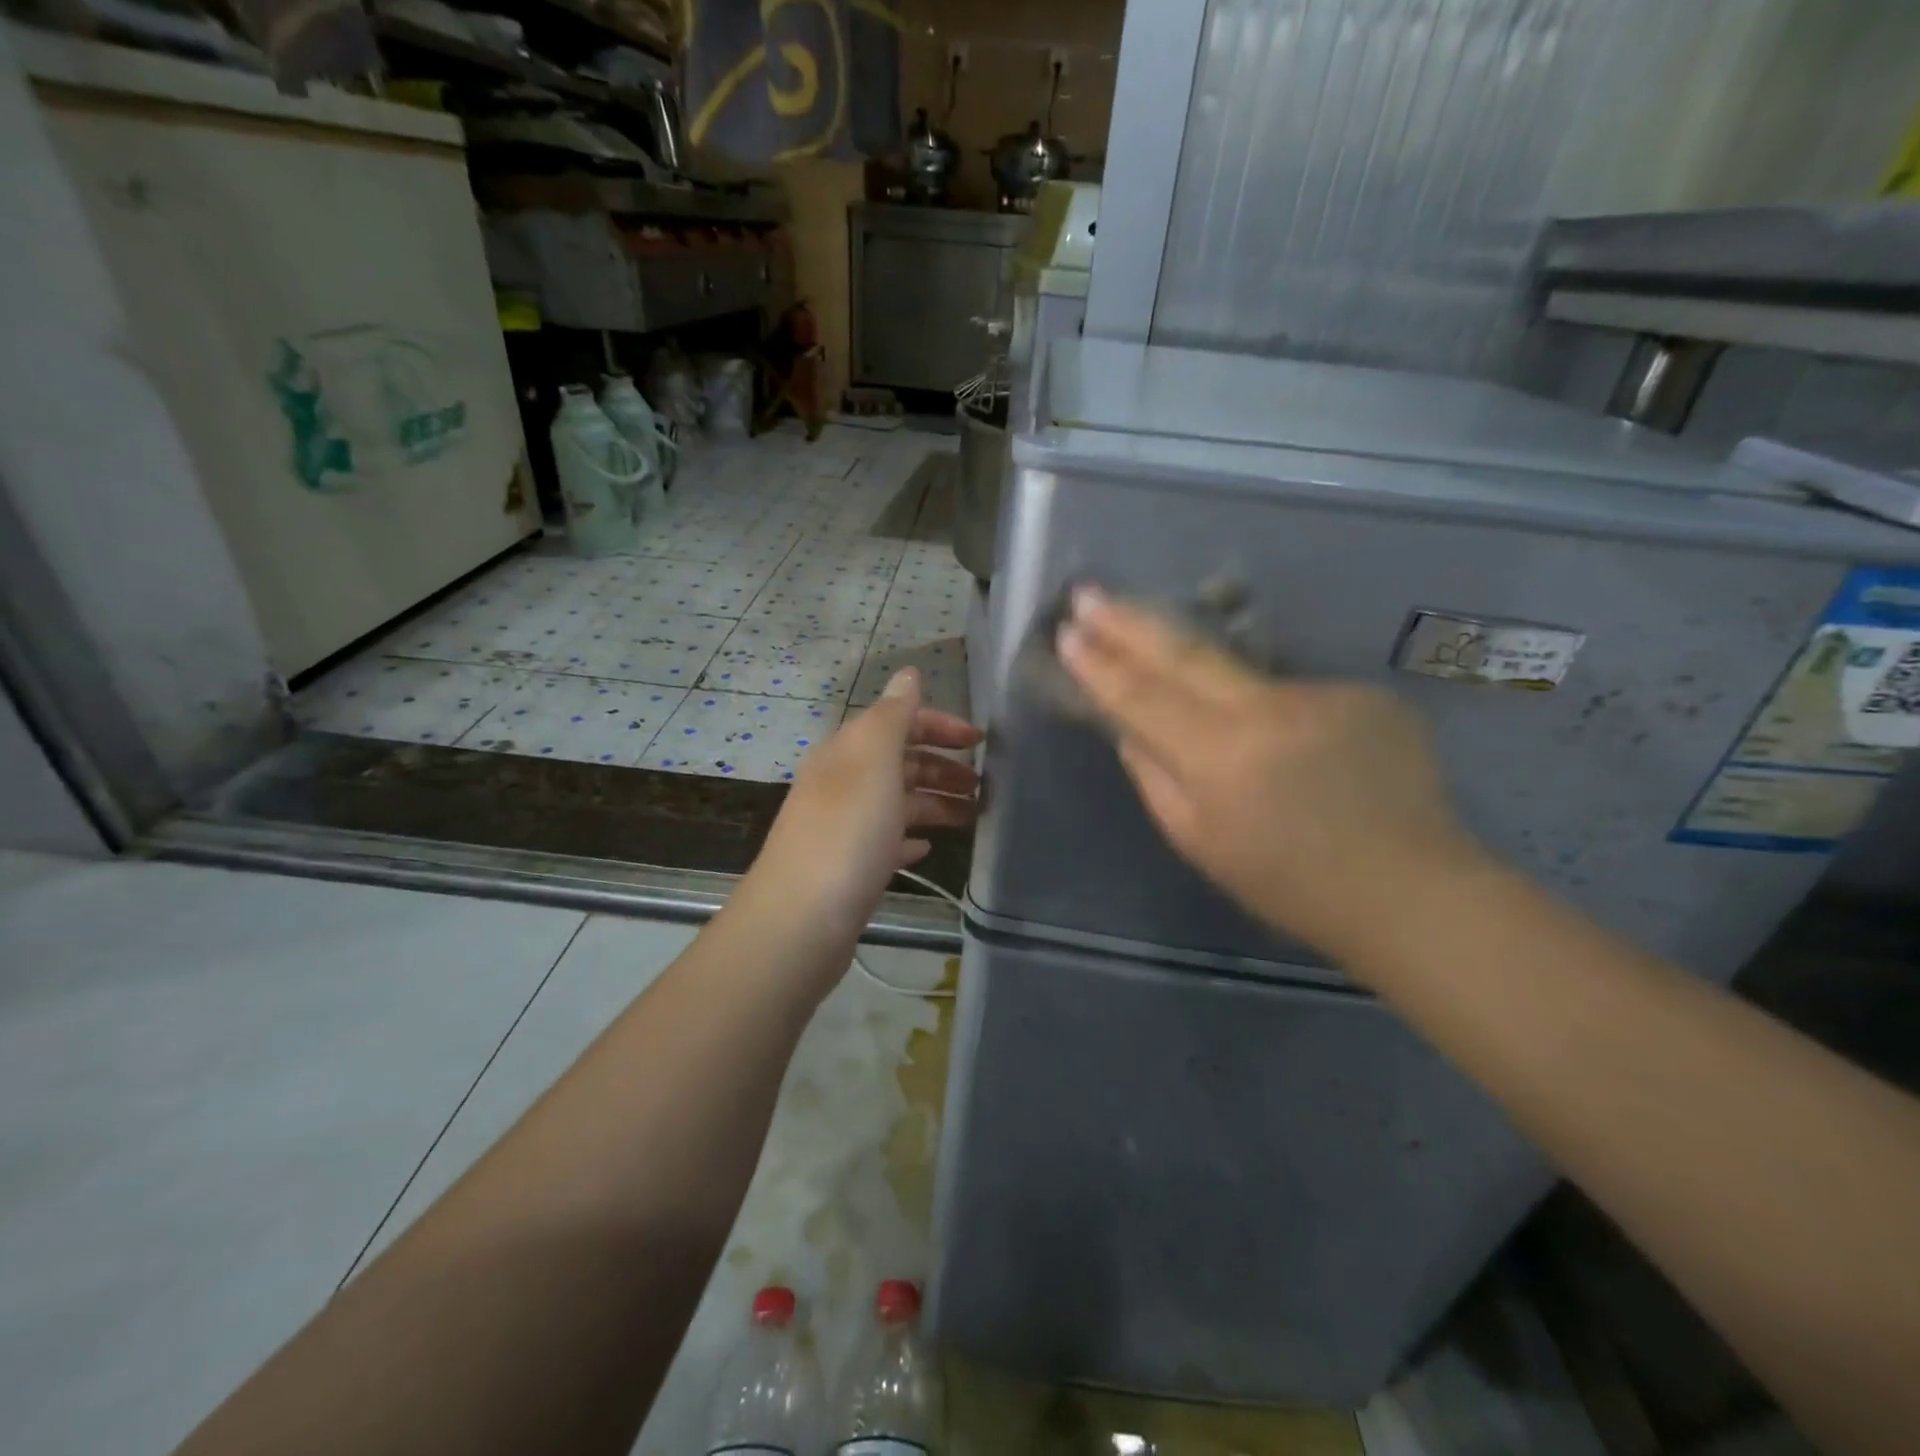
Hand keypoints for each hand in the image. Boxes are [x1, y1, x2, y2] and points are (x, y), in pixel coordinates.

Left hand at [749, 668, 981, 941]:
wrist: (801, 919)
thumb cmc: (847, 833)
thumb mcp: (874, 762)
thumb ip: (893, 716)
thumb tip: (908, 673)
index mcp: (847, 752)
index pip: (898, 722)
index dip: (939, 726)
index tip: (981, 743)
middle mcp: (842, 783)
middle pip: (900, 762)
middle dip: (942, 767)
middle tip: (984, 785)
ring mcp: (844, 827)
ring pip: (897, 802)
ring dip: (934, 803)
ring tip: (972, 817)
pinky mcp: (848, 867)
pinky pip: (886, 841)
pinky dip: (909, 838)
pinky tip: (928, 848)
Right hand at [1057, 587, 1481, 962]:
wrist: (1409, 889)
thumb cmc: (1287, 883)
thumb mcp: (1198, 842)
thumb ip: (1154, 776)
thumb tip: (1129, 727)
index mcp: (1221, 757)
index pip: (1144, 697)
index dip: (1101, 665)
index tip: (1069, 632)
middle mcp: (1270, 710)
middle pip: (1186, 654)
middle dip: (1131, 622)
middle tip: (1090, 594)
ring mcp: (1322, 694)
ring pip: (1243, 677)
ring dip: (1211, 683)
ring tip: (1228, 740)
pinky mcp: (1363, 693)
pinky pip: (1293, 696)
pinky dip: (1278, 716)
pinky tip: (1299, 756)